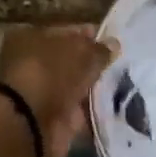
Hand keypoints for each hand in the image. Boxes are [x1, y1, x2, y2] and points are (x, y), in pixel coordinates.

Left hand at [0, 24, 116, 156]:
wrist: (32, 123)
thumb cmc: (51, 73)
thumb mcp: (80, 51)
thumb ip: (98, 48)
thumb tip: (113, 44)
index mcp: (30, 37)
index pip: (66, 32)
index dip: (90, 36)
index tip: (114, 43)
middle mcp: (32, 63)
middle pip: (70, 61)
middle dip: (94, 64)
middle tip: (122, 65)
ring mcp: (42, 93)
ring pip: (75, 86)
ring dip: (96, 87)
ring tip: (125, 85)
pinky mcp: (52, 119)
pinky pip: (79, 111)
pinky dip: (94, 110)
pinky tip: (115, 106)